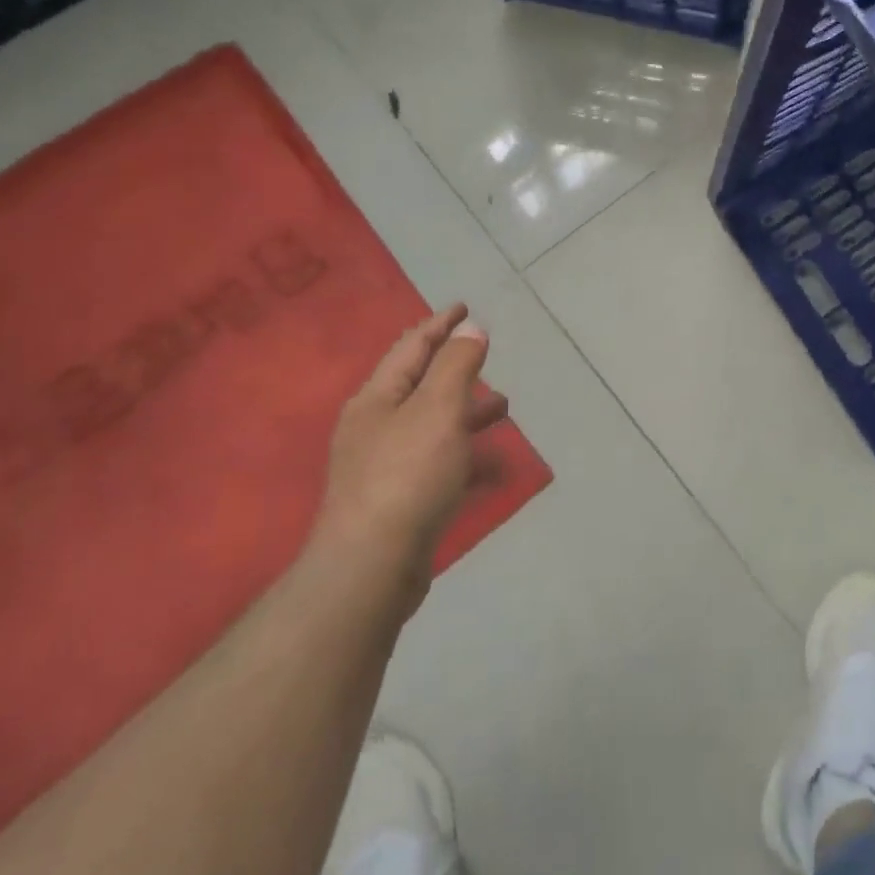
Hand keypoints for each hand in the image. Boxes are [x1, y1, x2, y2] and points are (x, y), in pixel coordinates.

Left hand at [315, 305, 508, 609]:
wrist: (371, 569)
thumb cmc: (407, 475)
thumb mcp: (438, 409)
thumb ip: (456, 364)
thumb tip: (469, 327)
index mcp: (378, 399)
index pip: (412, 347)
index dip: (439, 324)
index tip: (464, 306)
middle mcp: (375, 427)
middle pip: (420, 386)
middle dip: (456, 370)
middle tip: (487, 357)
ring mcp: (384, 467)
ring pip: (433, 426)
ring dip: (467, 413)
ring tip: (503, 409)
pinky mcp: (399, 501)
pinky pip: (440, 464)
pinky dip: (467, 456)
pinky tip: (494, 466)